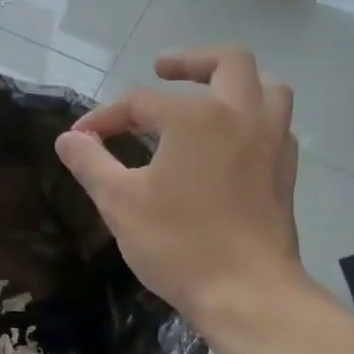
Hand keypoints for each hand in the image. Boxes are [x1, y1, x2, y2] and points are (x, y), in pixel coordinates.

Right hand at [54, 46, 307, 321]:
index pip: (140, 102)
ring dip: (235, 83)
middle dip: (191, 61)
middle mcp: (240, 117)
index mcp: (195, 118)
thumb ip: (90, 163)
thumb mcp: (118, 202)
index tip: (81, 140)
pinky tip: (232, 143)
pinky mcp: (285, 174)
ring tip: (207, 97)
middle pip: (228, 62)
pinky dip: (254, 120)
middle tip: (162, 69)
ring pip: (267, 88)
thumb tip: (68, 138)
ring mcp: (271, 144)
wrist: (246, 292)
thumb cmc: (178, 243)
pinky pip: (276, 127)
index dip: (105, 117)